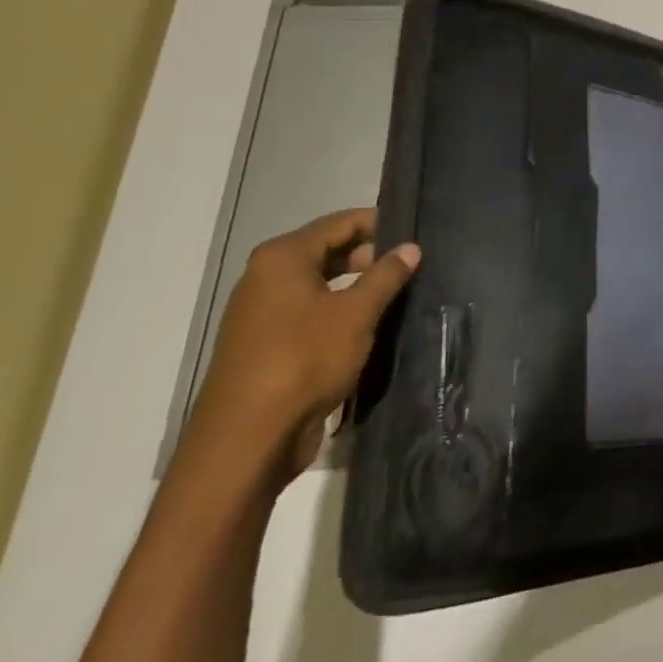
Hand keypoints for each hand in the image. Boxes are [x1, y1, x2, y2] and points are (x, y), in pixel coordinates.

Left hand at [185, 208, 419, 486]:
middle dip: (370, 255)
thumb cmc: (304, 360)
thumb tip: (410, 247)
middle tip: (412, 264)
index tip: (415, 231)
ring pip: (319, 284)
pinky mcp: (265, 344)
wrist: (247, 439)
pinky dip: (338, 311)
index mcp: (282, 258)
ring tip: (398, 292)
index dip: (379, 223)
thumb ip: (386, 275)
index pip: (339, 223)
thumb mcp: (356, 313)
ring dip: (356, 286)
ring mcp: (261, 313)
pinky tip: (370, 324)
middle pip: (327, 251)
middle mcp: (265, 278)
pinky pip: (309, 313)